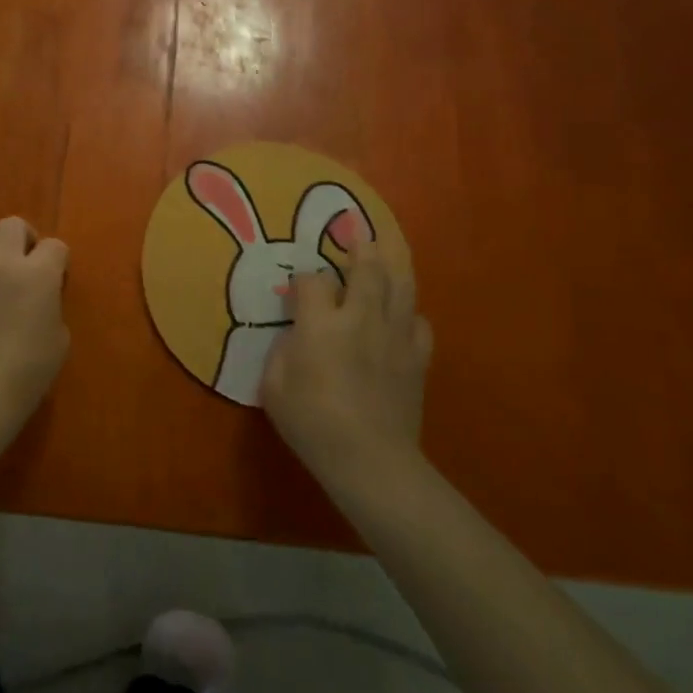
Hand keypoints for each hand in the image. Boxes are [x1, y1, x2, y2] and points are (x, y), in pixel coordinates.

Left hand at [0, 216, 70, 431]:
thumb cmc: (27, 371)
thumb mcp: (59, 337)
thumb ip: (51, 303)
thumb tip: (40, 296)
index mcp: (37, 273)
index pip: (55, 245)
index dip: (58, 262)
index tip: (56, 280)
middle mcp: (1, 261)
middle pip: (12, 225)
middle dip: (24, 239)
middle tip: (25, 265)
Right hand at [260, 241, 431, 486]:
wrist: (371, 461)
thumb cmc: (312, 424)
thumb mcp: (274, 387)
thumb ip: (282, 351)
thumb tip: (295, 334)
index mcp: (321, 324)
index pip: (312, 281)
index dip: (303, 279)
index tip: (297, 290)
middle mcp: (361, 318)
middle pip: (366, 268)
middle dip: (359, 247)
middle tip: (356, 231)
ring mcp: (394, 335)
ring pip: (398, 285)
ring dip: (391, 260)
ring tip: (386, 243)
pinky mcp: (417, 357)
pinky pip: (418, 320)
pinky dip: (409, 310)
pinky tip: (401, 311)